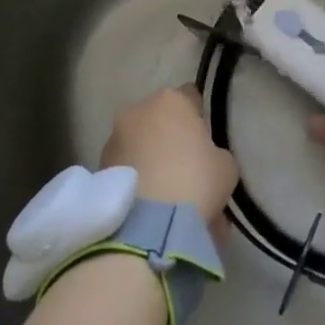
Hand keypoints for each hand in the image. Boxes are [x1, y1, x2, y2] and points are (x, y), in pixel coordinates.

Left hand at [102, 86, 238, 224]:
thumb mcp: (225, 166)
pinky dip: (138, 183)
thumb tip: (203, 159)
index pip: (191, 97)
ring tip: (169, 199)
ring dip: (153, 164)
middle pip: (161, 122)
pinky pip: (128, 171)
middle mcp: (137, 111)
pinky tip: (153, 210)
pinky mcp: (99, 169)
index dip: (200, 120)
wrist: (148, 226)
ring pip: (141, 148)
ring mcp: (113, 139)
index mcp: (171, 100)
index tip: (206, 143)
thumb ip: (214, 153)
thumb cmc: (195, 182)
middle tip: (188, 173)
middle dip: (172, 142)